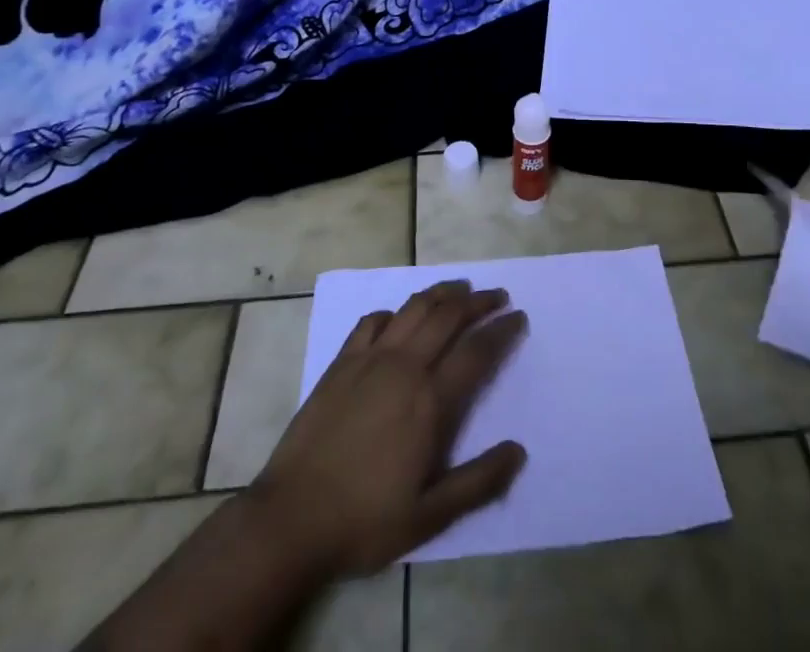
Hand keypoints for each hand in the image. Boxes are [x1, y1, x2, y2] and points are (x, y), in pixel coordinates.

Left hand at [250, 280, 528, 575]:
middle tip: (497, 295)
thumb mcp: (429, 516)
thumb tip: (518, 450)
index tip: (518, 317)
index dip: (502, 331)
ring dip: (441, 293)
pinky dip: (393, 311)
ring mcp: (370, 359)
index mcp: (430, 401)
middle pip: (448, 316)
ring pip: (413, 308)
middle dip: (477, 301)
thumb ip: (478, 482)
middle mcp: (404, 367)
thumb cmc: (365, 520)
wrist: (291, 518)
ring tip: (459, 289)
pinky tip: (399, 317)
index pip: (476, 352)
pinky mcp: (342, 362)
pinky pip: (372, 321)